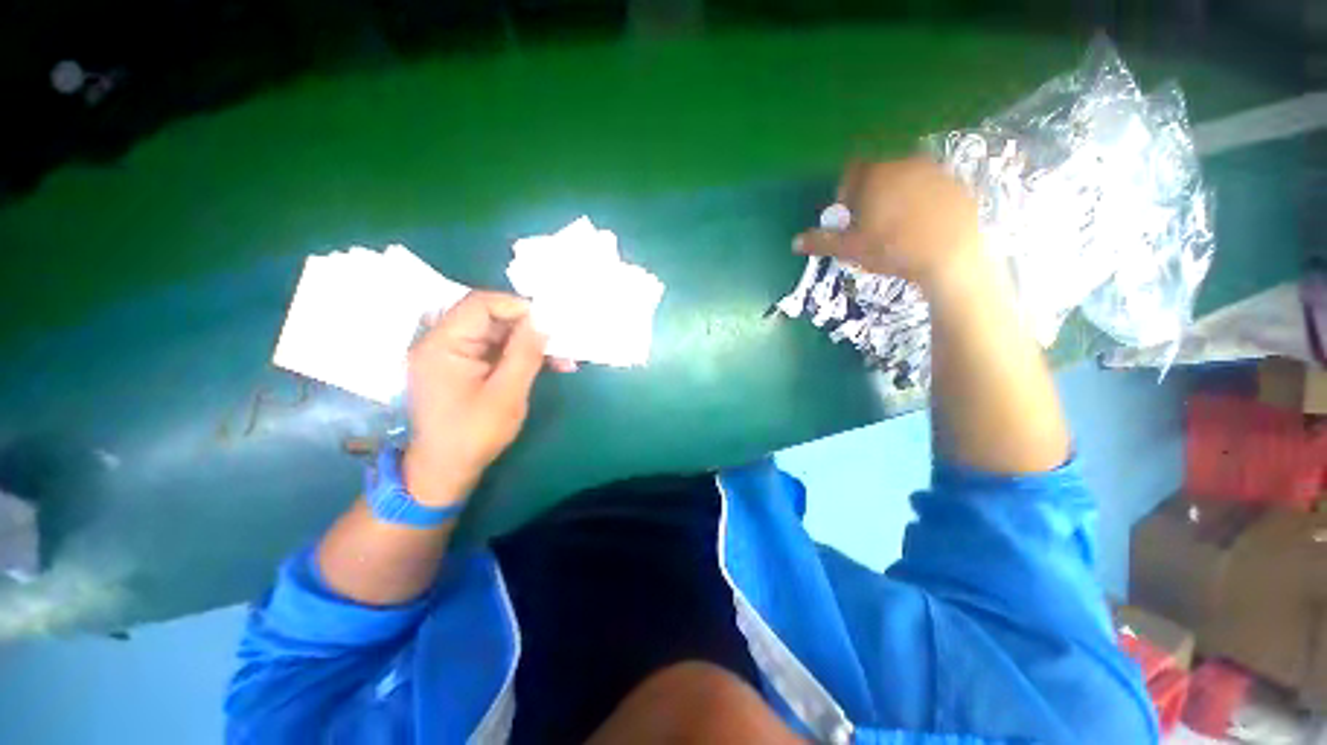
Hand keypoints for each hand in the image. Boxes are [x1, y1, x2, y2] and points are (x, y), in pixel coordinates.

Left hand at [403, 291, 573, 506]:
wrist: (446, 470)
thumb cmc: (473, 435)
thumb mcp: (506, 394)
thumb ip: (525, 353)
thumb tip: (543, 321)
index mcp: (443, 344)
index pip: (480, 304)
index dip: (517, 306)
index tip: (549, 321)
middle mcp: (441, 341)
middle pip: (490, 317)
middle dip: (529, 328)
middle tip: (561, 342)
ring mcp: (451, 354)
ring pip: (497, 333)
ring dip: (529, 343)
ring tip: (561, 359)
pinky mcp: (462, 365)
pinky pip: (495, 349)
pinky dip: (520, 355)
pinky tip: (546, 365)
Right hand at [794, 157, 982, 290]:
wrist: (949, 258)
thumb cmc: (892, 250)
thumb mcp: (850, 249)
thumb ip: (821, 242)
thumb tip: (794, 243)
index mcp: (877, 175)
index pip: (852, 170)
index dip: (846, 191)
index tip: (848, 215)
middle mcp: (906, 163)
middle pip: (880, 172)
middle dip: (870, 194)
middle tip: (870, 223)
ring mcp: (936, 171)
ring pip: (906, 178)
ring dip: (896, 196)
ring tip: (896, 226)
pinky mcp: (958, 185)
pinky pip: (931, 187)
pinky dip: (922, 201)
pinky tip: (921, 226)